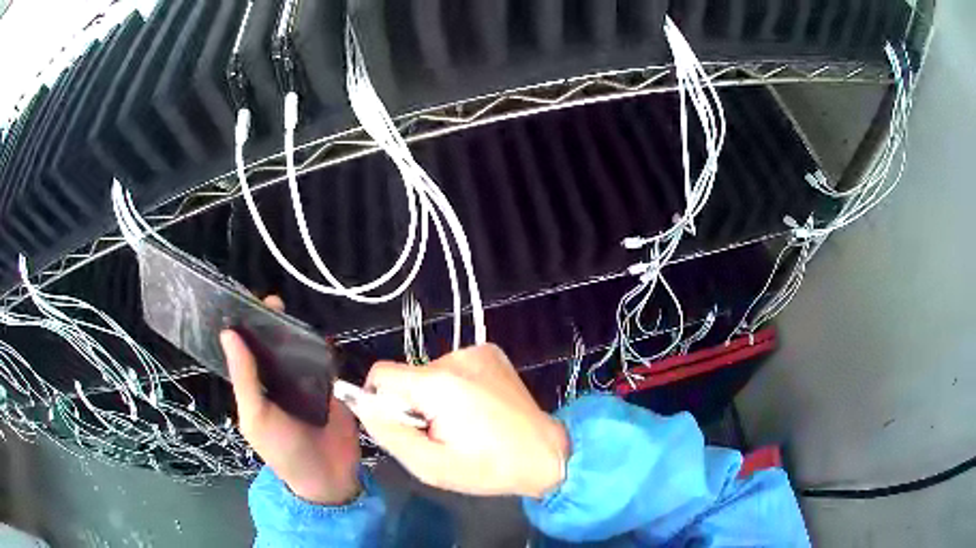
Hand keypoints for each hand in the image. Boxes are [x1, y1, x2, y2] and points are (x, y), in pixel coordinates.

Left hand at [221, 296, 360, 504]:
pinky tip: (319, 332)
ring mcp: (305, 381)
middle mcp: (277, 379)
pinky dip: (321, 346)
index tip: (245, 301)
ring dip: (297, 331)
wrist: (328, 476)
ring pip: (298, 348)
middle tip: (275, 302)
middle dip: (272, 322)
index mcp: (255, 386)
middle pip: (273, 344)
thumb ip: (244, 378)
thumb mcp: (255, 417)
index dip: (244, 326)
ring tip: (294, 310)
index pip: (247, 350)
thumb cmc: (283, 449)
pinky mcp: (330, 385)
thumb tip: (229, 333)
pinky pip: (324, 360)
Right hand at [355, 344, 568, 498]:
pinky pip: (452, 368)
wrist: (544, 454)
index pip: (381, 374)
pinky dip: (455, 388)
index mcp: (438, 384)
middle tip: (441, 434)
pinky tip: (477, 409)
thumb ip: (388, 432)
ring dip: (435, 398)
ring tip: (464, 424)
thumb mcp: (430, 465)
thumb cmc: (488, 468)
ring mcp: (476, 351)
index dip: (382, 403)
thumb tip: (359, 402)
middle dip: (413, 405)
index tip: (405, 427)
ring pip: (429, 373)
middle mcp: (456, 357)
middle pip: (407, 376)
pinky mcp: (490, 353)